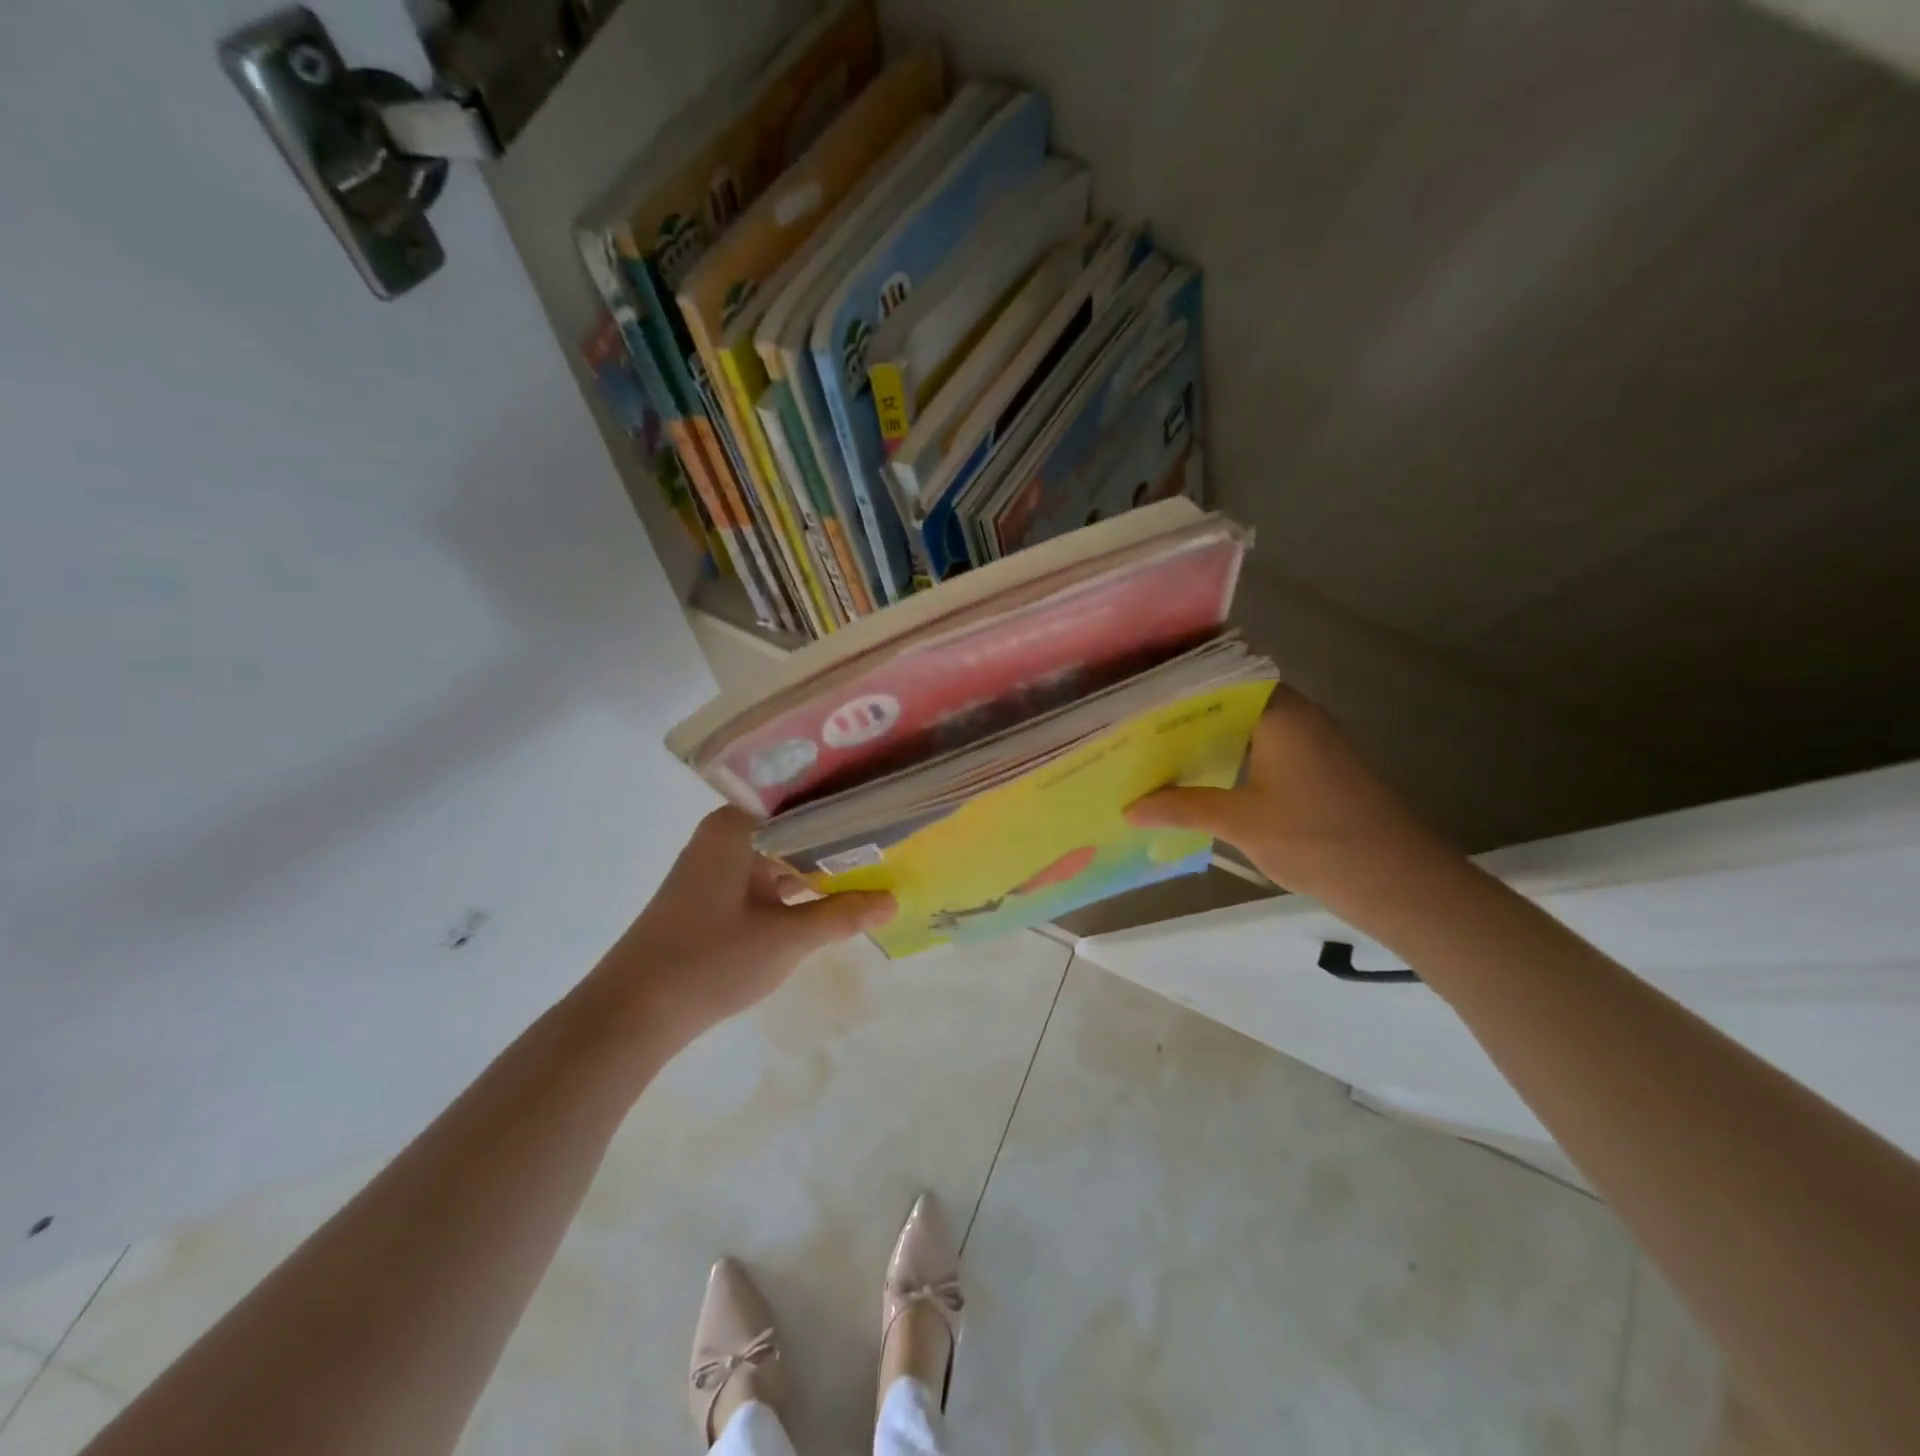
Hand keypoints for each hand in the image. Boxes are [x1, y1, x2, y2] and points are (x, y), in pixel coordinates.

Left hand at [596, 807, 894, 1045]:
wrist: (632, 1014)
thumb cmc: (709, 961)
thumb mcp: (786, 938)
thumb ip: (842, 916)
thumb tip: (894, 900)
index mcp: (736, 827)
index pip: (802, 799)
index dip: (846, 805)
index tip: (887, 809)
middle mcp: (725, 835)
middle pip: (793, 825)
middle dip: (839, 837)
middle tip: (892, 836)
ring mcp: (717, 865)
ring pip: (781, 853)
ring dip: (819, 864)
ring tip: (874, 864)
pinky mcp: (714, 894)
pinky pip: (766, 876)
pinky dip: (796, 886)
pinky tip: (832, 895)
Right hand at [1125, 686, 1438, 897]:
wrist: (1399, 881)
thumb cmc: (1317, 840)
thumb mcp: (1241, 823)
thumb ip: (1182, 808)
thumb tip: (1129, 808)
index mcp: (1279, 712)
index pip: (1217, 677)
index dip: (1175, 682)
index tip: (1134, 694)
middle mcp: (1294, 713)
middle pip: (1228, 697)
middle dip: (1182, 710)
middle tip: (1133, 722)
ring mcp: (1308, 738)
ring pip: (1243, 721)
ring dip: (1204, 733)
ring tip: (1153, 745)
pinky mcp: (1314, 763)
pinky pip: (1259, 742)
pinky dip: (1227, 751)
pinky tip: (1197, 772)